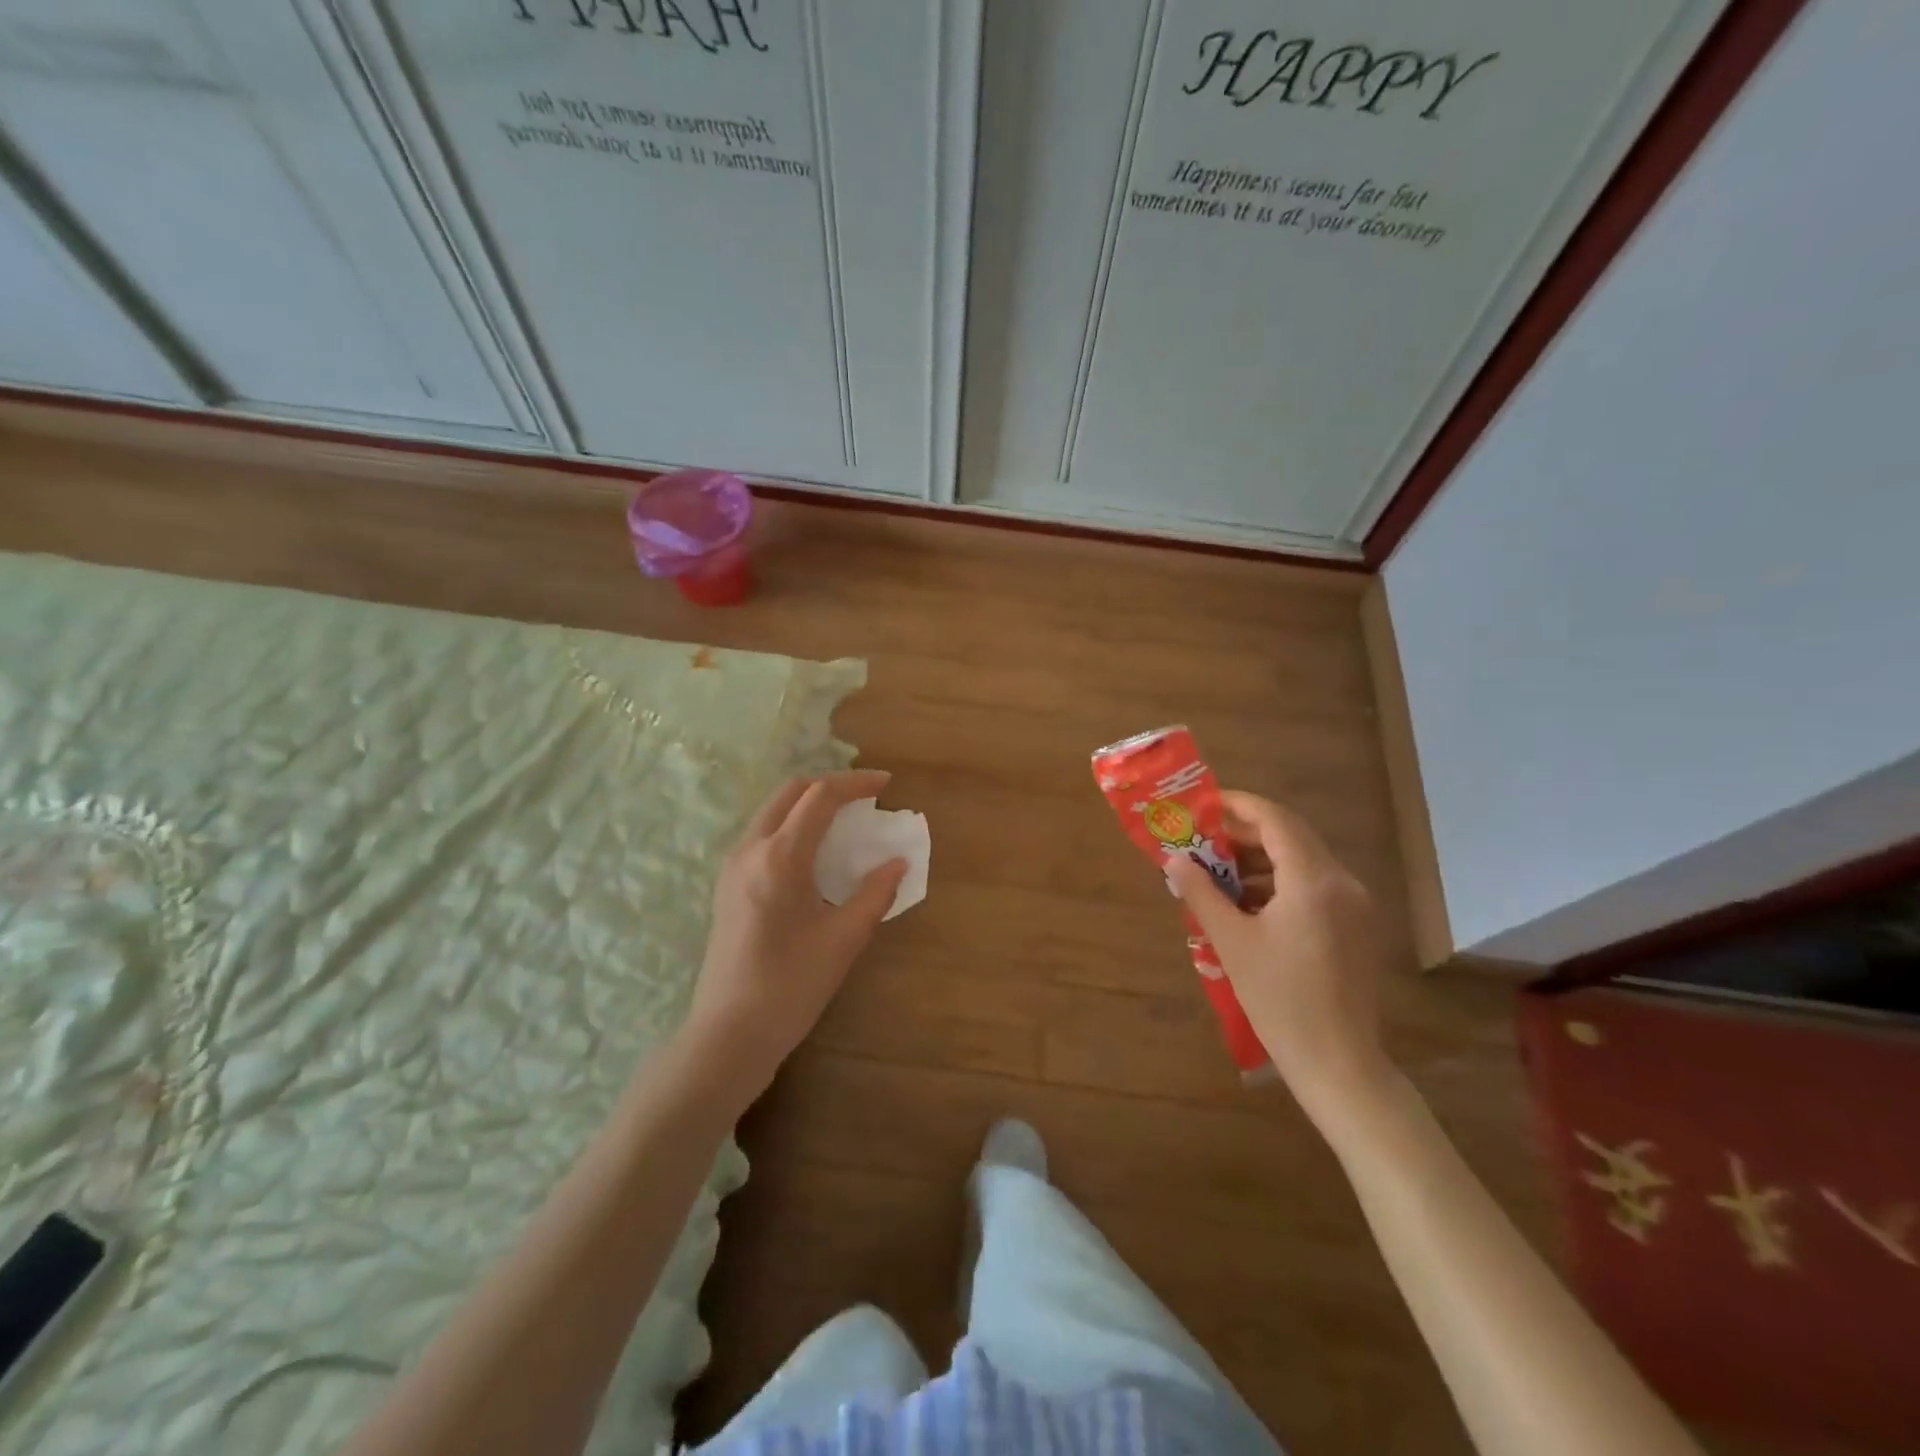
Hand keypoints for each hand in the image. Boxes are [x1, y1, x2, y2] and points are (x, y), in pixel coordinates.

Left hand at [684, 770, 907, 1106]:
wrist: (729, 1033)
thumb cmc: (791, 986)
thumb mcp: (844, 939)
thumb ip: (875, 893)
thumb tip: (897, 863)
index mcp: (779, 857)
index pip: (820, 797)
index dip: (856, 784)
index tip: (886, 784)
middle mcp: (750, 849)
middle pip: (790, 792)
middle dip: (830, 785)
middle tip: (865, 797)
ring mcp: (732, 866)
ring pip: (773, 811)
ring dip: (809, 803)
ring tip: (845, 818)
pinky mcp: (727, 884)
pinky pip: (763, 834)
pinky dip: (793, 824)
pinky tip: (815, 850)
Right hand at [1165, 792, 1396, 1122]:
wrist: (1338, 1063)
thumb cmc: (1280, 1000)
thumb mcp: (1232, 942)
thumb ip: (1201, 893)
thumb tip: (1175, 860)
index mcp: (1313, 880)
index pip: (1275, 819)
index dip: (1237, 805)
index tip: (1202, 805)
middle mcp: (1341, 882)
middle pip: (1290, 835)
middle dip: (1244, 832)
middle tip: (1202, 839)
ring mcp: (1353, 905)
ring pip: (1301, 860)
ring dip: (1259, 858)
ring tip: (1217, 874)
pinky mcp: (1354, 926)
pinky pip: (1312, 885)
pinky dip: (1278, 882)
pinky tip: (1246, 904)